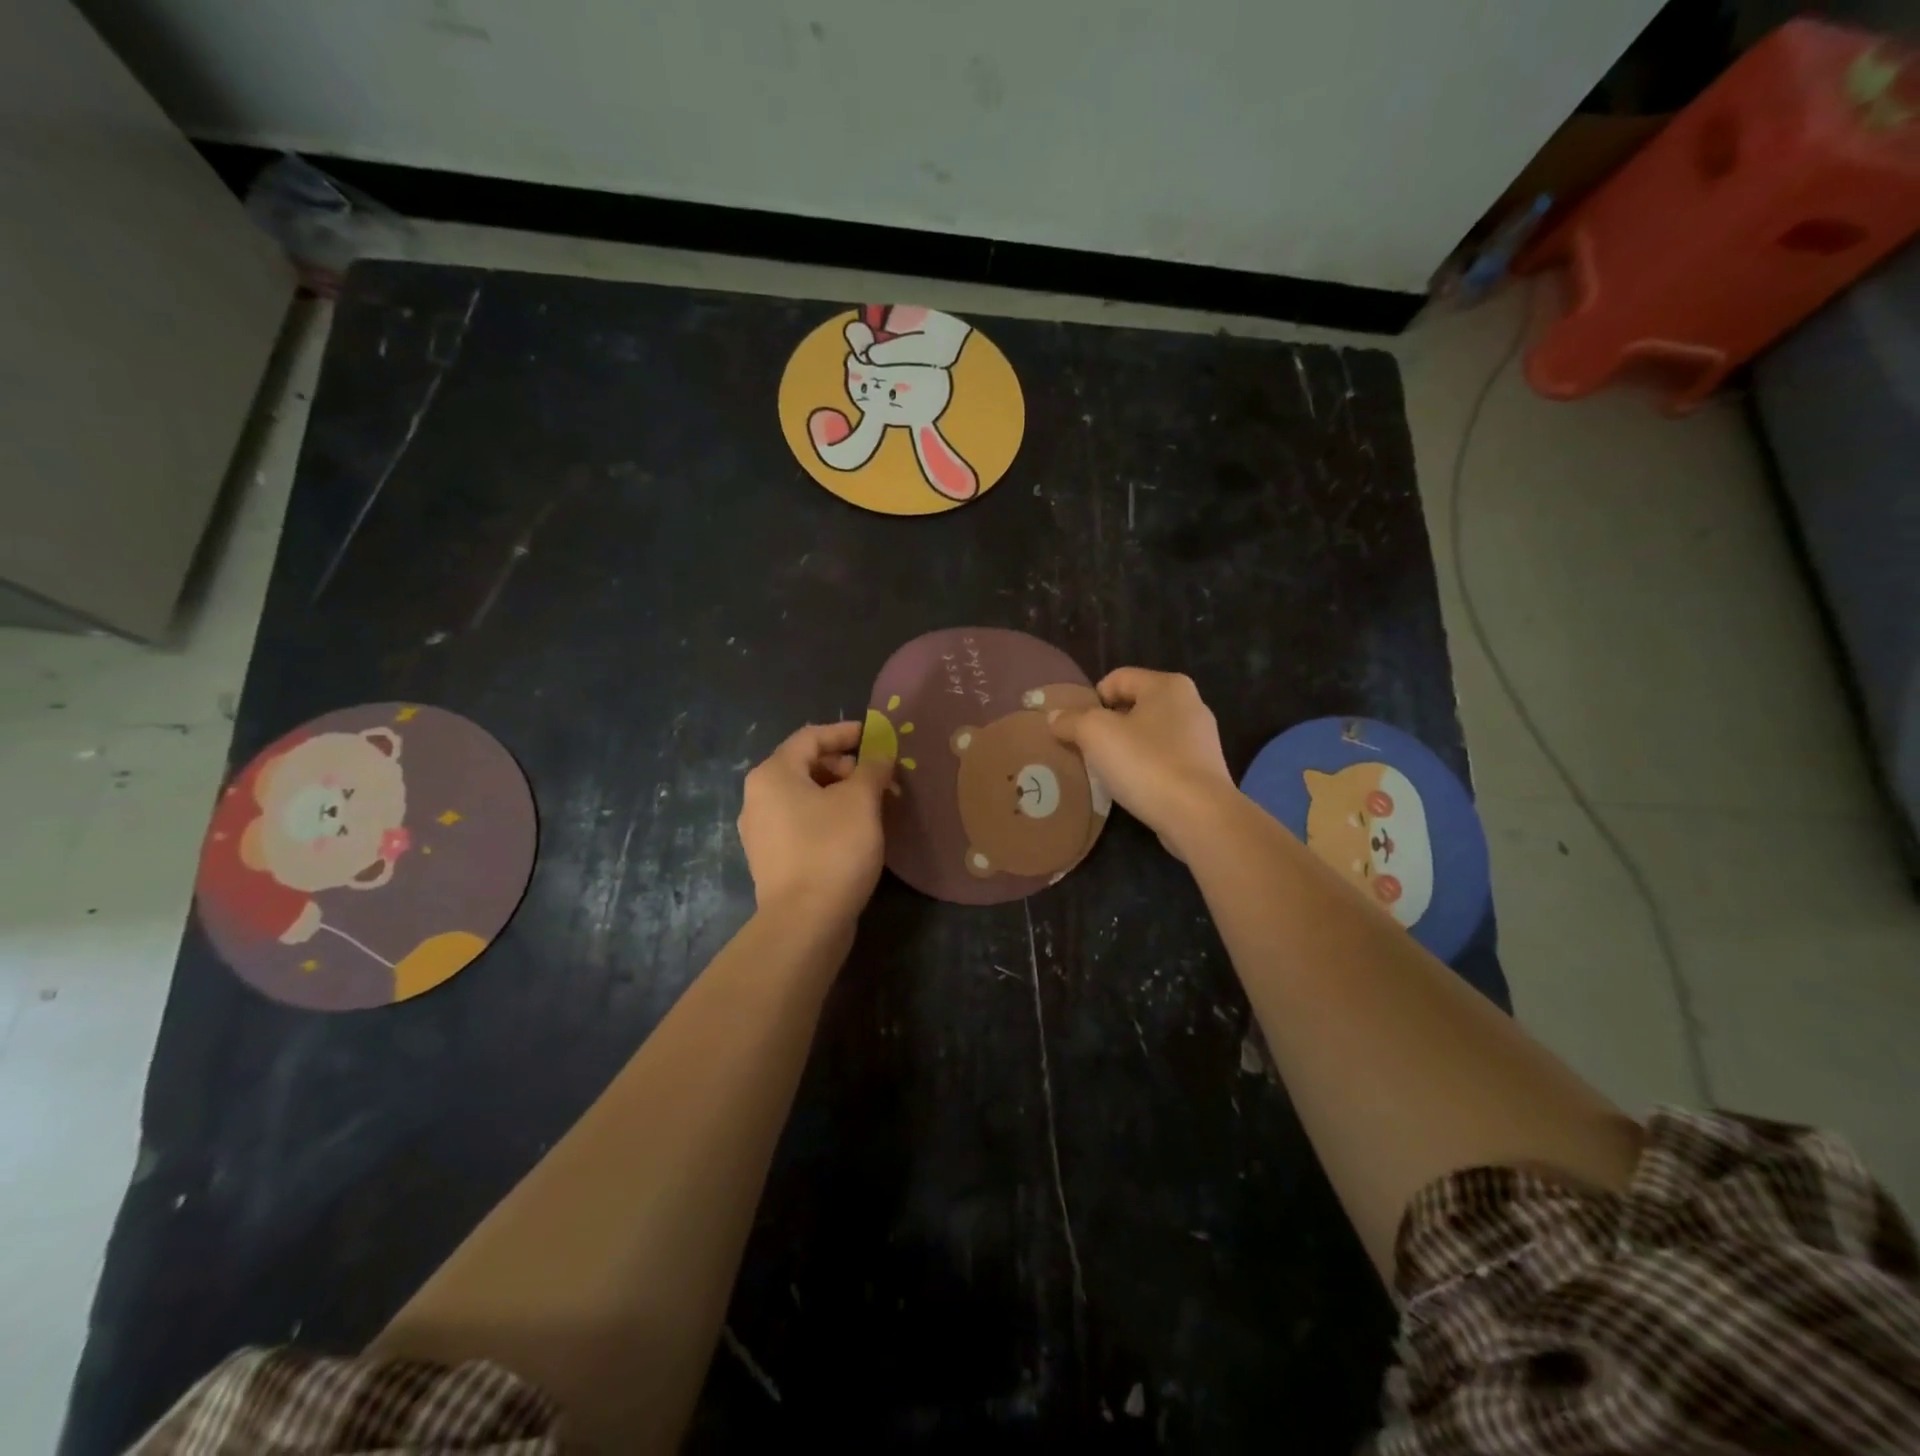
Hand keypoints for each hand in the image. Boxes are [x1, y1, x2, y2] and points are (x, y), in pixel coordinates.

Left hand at [738, 721, 893, 924]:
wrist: (804, 923)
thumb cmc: (832, 849)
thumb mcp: (861, 800)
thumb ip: (872, 769)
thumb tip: (879, 756)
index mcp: (773, 774)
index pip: (811, 737)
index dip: (845, 732)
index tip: (876, 737)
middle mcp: (758, 797)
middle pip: (806, 766)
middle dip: (847, 767)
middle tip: (881, 778)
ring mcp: (761, 831)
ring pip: (806, 797)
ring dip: (841, 794)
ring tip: (875, 806)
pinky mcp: (772, 859)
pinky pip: (802, 823)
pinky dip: (829, 817)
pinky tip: (856, 832)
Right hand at [1047, 669, 1234, 854]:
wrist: (1198, 816)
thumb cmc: (1147, 764)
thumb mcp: (1096, 735)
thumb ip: (1071, 721)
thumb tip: (1055, 717)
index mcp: (1168, 685)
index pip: (1117, 678)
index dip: (1091, 700)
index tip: (1077, 729)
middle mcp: (1190, 704)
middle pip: (1134, 706)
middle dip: (1107, 726)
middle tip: (1087, 750)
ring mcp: (1201, 739)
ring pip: (1148, 735)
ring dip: (1125, 749)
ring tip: (1107, 772)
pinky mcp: (1203, 770)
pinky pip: (1163, 760)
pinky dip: (1144, 769)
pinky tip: (1133, 787)